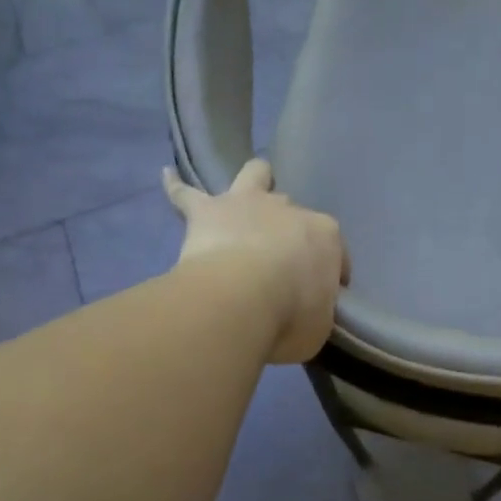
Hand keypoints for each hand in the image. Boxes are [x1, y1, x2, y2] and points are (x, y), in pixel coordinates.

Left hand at [163, 159, 348, 364]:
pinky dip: (176, 187)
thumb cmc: (290, 316)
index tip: (321, 294)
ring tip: (248, 189)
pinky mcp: (206, 211)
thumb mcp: (318, 325)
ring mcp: (246, 204)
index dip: (330, 271)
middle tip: (280, 257)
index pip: (333, 249)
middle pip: (292, 212)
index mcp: (324, 236)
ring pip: (253, 175)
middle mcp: (288, 210)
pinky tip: (167, 176)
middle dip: (288, 229)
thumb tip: (306, 311)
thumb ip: (316, 311)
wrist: (240, 301)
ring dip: (254, 180)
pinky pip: (185, 193)